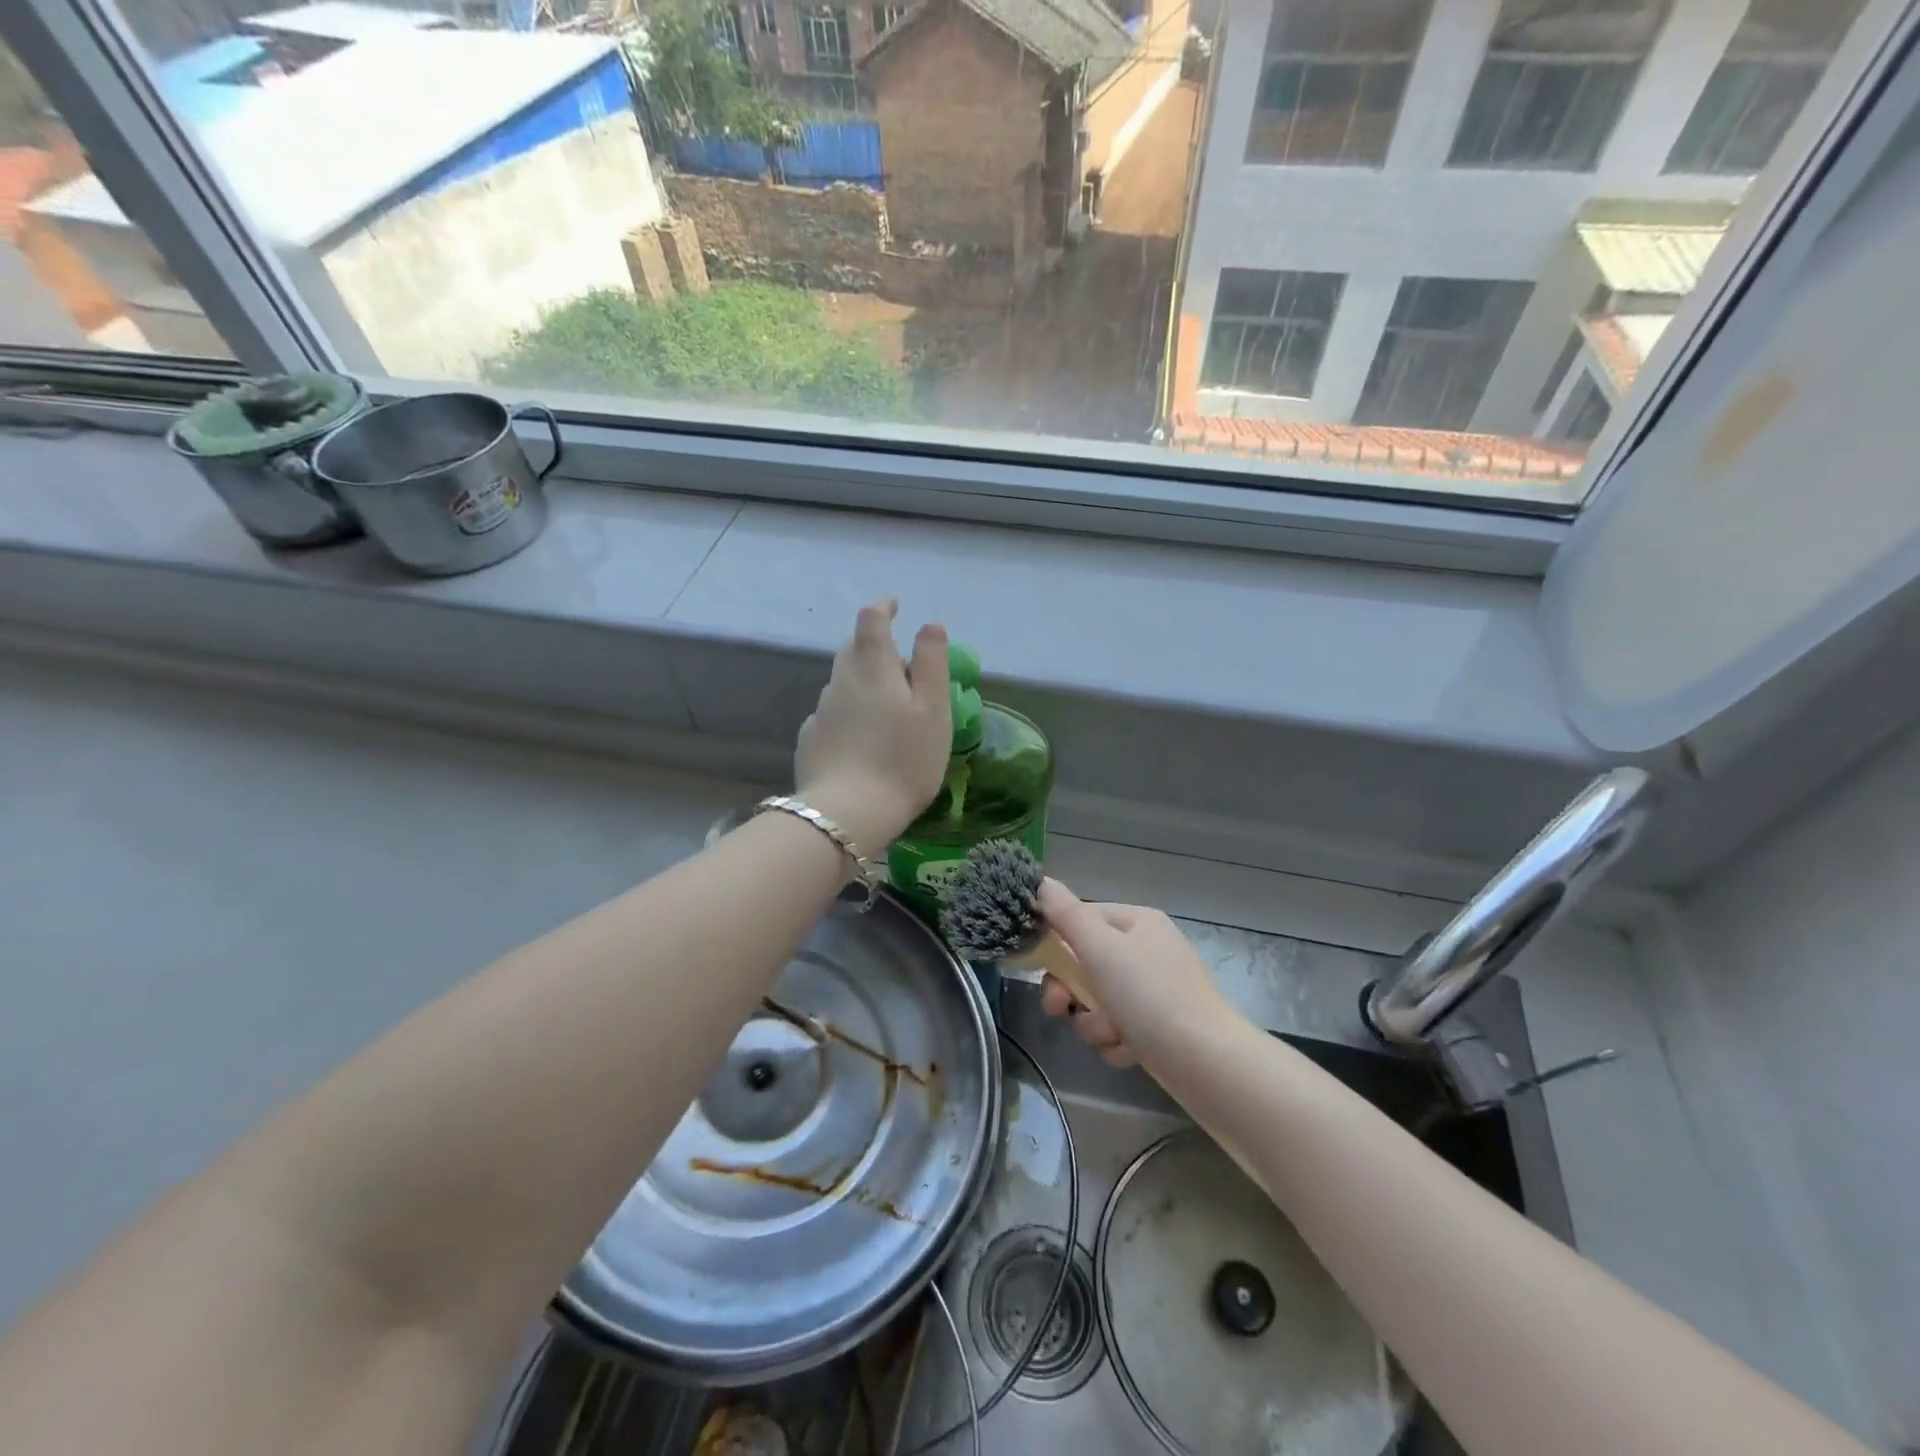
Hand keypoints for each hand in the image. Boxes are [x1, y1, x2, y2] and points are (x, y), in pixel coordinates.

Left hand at [795, 599, 950, 856]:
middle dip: (874, 646)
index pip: (872, 619)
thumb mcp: (933, 710)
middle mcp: (840, 681)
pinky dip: (848, 714)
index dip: (884, 608)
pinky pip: (832, 715)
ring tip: (886, 707)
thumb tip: (930, 625)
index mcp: (872, 667)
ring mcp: (821, 712)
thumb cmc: (903, 759)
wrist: (847, 815)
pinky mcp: (811, 741)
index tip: (895, 606)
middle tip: (900, 663)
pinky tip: (861, 739)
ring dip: (862, 682)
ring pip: (842, 683)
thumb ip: (932, 662)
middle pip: (852, 649)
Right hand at [1036, 880, 1238, 1067]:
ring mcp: (1155, 989)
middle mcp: (1147, 950)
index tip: (1039, 967)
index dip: (1056, 942)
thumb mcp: (1100, 947)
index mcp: (1137, 921)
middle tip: (1060, 1009)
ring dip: (1093, 1022)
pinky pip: (1118, 1028)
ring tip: (1110, 1035)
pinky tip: (1128, 1051)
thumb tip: (1041, 881)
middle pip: (1086, 963)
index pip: (1082, 918)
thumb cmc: (1149, 995)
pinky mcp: (1159, 1026)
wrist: (1206, 1063)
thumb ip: (1065, 913)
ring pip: (1098, 1000)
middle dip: (1071, 991)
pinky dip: (1116, 1041)